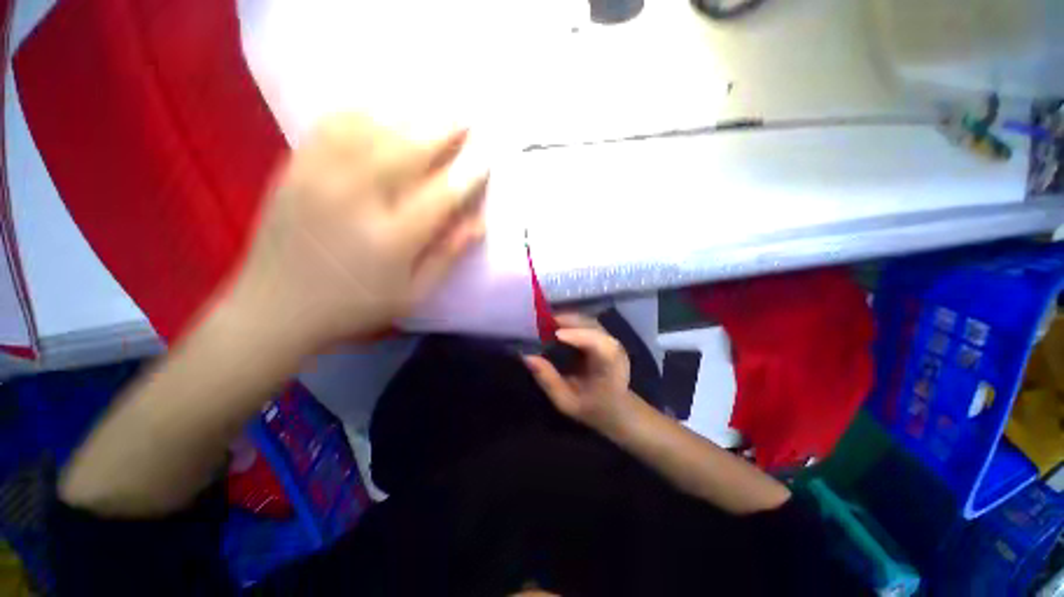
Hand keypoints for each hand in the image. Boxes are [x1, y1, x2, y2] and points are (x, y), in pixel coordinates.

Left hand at [225, 114, 487, 351]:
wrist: (275, 307)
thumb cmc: (355, 306)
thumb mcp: (413, 294)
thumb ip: (447, 255)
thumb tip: (478, 223)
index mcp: (392, 238)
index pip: (443, 194)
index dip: (469, 174)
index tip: (485, 158)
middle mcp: (357, 199)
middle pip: (409, 149)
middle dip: (444, 130)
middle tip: (466, 119)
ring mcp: (320, 177)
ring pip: (373, 128)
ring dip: (409, 116)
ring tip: (431, 112)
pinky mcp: (295, 168)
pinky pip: (332, 125)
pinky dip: (363, 113)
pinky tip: (381, 113)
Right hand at [523, 314, 637, 434]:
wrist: (617, 409)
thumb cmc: (592, 408)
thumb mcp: (566, 401)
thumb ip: (548, 380)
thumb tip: (527, 357)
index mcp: (610, 366)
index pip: (597, 343)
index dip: (577, 335)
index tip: (554, 334)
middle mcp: (614, 347)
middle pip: (591, 326)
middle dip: (566, 321)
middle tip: (539, 323)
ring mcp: (610, 339)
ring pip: (587, 321)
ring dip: (566, 319)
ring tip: (543, 323)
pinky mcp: (604, 337)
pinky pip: (586, 323)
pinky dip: (570, 321)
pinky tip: (555, 325)